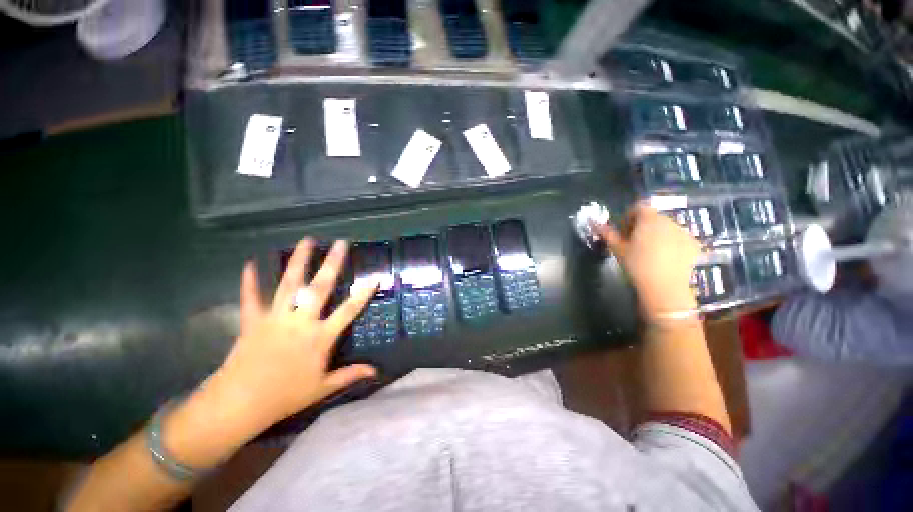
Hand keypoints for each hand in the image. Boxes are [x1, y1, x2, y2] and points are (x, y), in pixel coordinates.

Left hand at [214, 238, 377, 431]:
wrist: (240, 404)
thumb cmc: (285, 396)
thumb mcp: (322, 388)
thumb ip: (350, 375)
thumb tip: (376, 371)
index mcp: (320, 338)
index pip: (349, 311)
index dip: (363, 294)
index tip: (375, 277)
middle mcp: (301, 322)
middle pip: (320, 288)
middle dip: (332, 264)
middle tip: (341, 244)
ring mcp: (276, 318)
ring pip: (290, 284)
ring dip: (299, 261)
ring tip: (308, 240)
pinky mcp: (254, 321)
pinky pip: (251, 298)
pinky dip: (249, 281)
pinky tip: (250, 263)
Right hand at [593, 203, 699, 319]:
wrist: (664, 288)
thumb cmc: (636, 265)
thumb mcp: (617, 249)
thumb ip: (607, 233)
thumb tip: (594, 222)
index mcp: (649, 219)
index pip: (638, 207)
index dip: (627, 217)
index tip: (622, 232)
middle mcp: (669, 221)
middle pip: (653, 217)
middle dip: (642, 226)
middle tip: (632, 243)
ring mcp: (684, 232)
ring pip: (666, 228)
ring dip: (656, 235)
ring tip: (648, 252)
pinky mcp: (694, 245)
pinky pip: (679, 238)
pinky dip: (670, 244)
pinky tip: (664, 259)